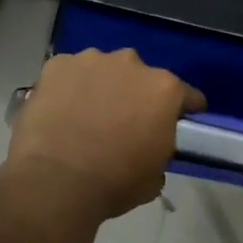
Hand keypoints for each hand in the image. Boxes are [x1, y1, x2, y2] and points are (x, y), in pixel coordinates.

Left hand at [2, 49, 205, 219]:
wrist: (55, 180)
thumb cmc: (114, 182)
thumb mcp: (154, 177)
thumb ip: (159, 151)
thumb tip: (149, 149)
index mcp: (164, 90)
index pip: (186, 95)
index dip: (184, 109)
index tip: (178, 121)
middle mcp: (131, 64)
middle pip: (140, 76)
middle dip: (135, 94)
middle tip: (123, 121)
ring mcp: (91, 60)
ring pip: (103, 69)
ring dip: (101, 86)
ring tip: (86, 115)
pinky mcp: (57, 65)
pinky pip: (69, 73)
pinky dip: (68, 87)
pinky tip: (59, 110)